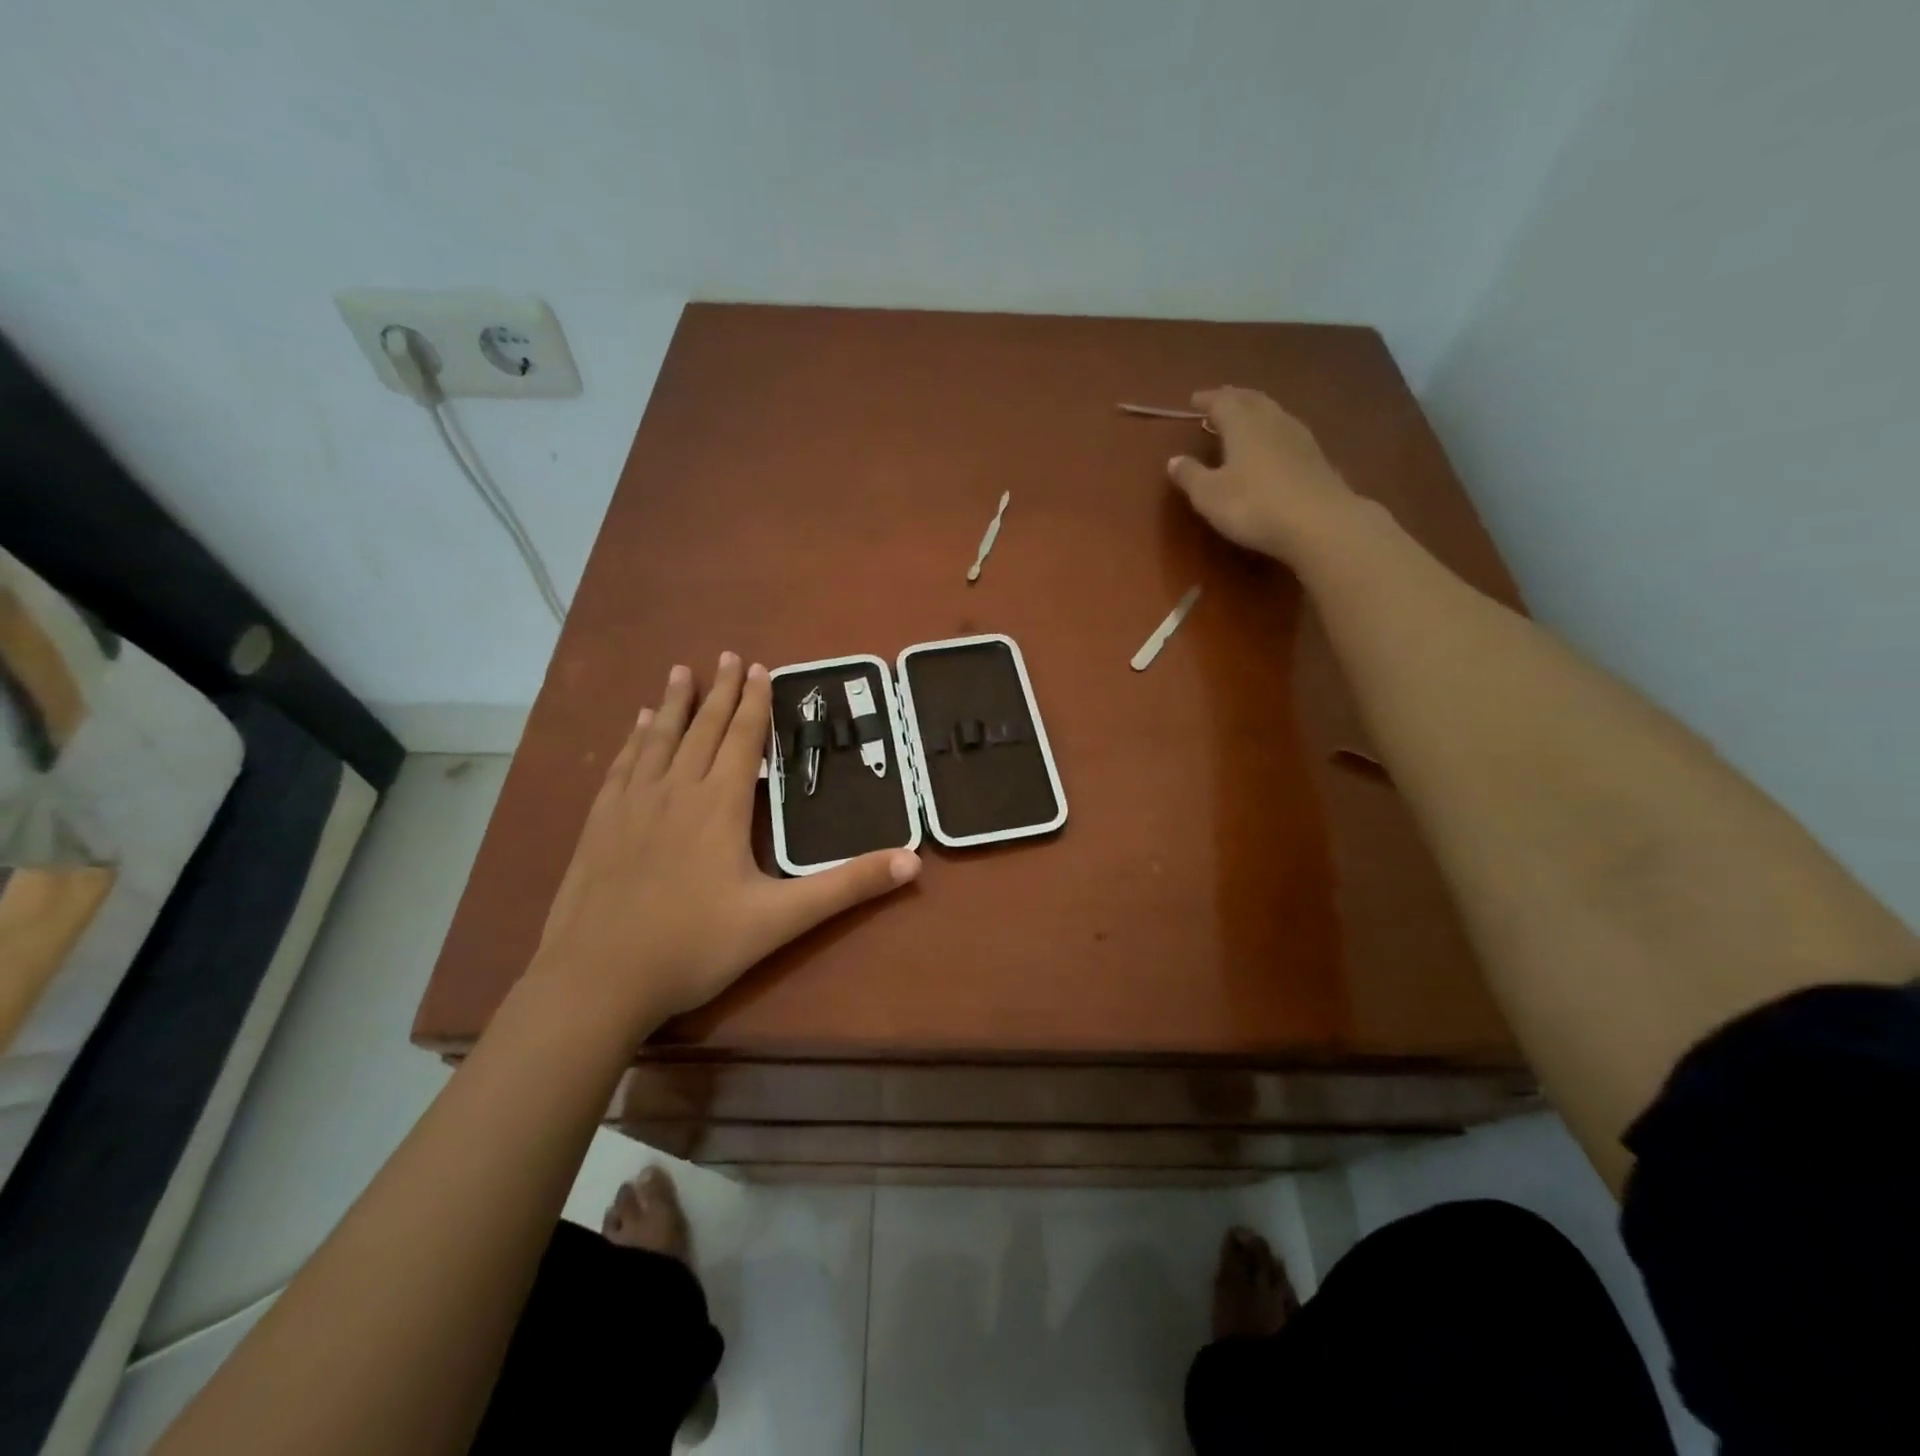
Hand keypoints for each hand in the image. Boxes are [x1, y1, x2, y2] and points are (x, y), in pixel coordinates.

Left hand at [527, 653, 919, 1035]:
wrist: (596, 980)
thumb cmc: (694, 946)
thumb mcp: (780, 920)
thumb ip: (846, 887)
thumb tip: (913, 862)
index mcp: (719, 806)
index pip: (742, 740)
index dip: (753, 704)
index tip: (758, 668)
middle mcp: (676, 791)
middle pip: (702, 729)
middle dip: (719, 691)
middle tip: (728, 655)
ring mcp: (632, 805)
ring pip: (659, 739)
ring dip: (674, 703)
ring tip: (681, 672)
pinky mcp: (600, 824)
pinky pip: (623, 765)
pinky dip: (635, 739)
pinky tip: (638, 726)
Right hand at [1166, 388, 1362, 563]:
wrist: (1319, 523)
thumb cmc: (1253, 506)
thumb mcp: (1209, 495)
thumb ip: (1190, 475)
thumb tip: (1174, 460)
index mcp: (1243, 424)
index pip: (1222, 401)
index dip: (1206, 399)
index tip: (1193, 399)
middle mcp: (1272, 420)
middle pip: (1251, 399)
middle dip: (1232, 398)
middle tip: (1218, 401)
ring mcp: (1298, 436)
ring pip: (1272, 412)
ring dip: (1255, 410)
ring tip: (1242, 419)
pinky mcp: (1315, 456)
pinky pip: (1287, 430)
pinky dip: (1272, 429)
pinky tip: (1271, 442)